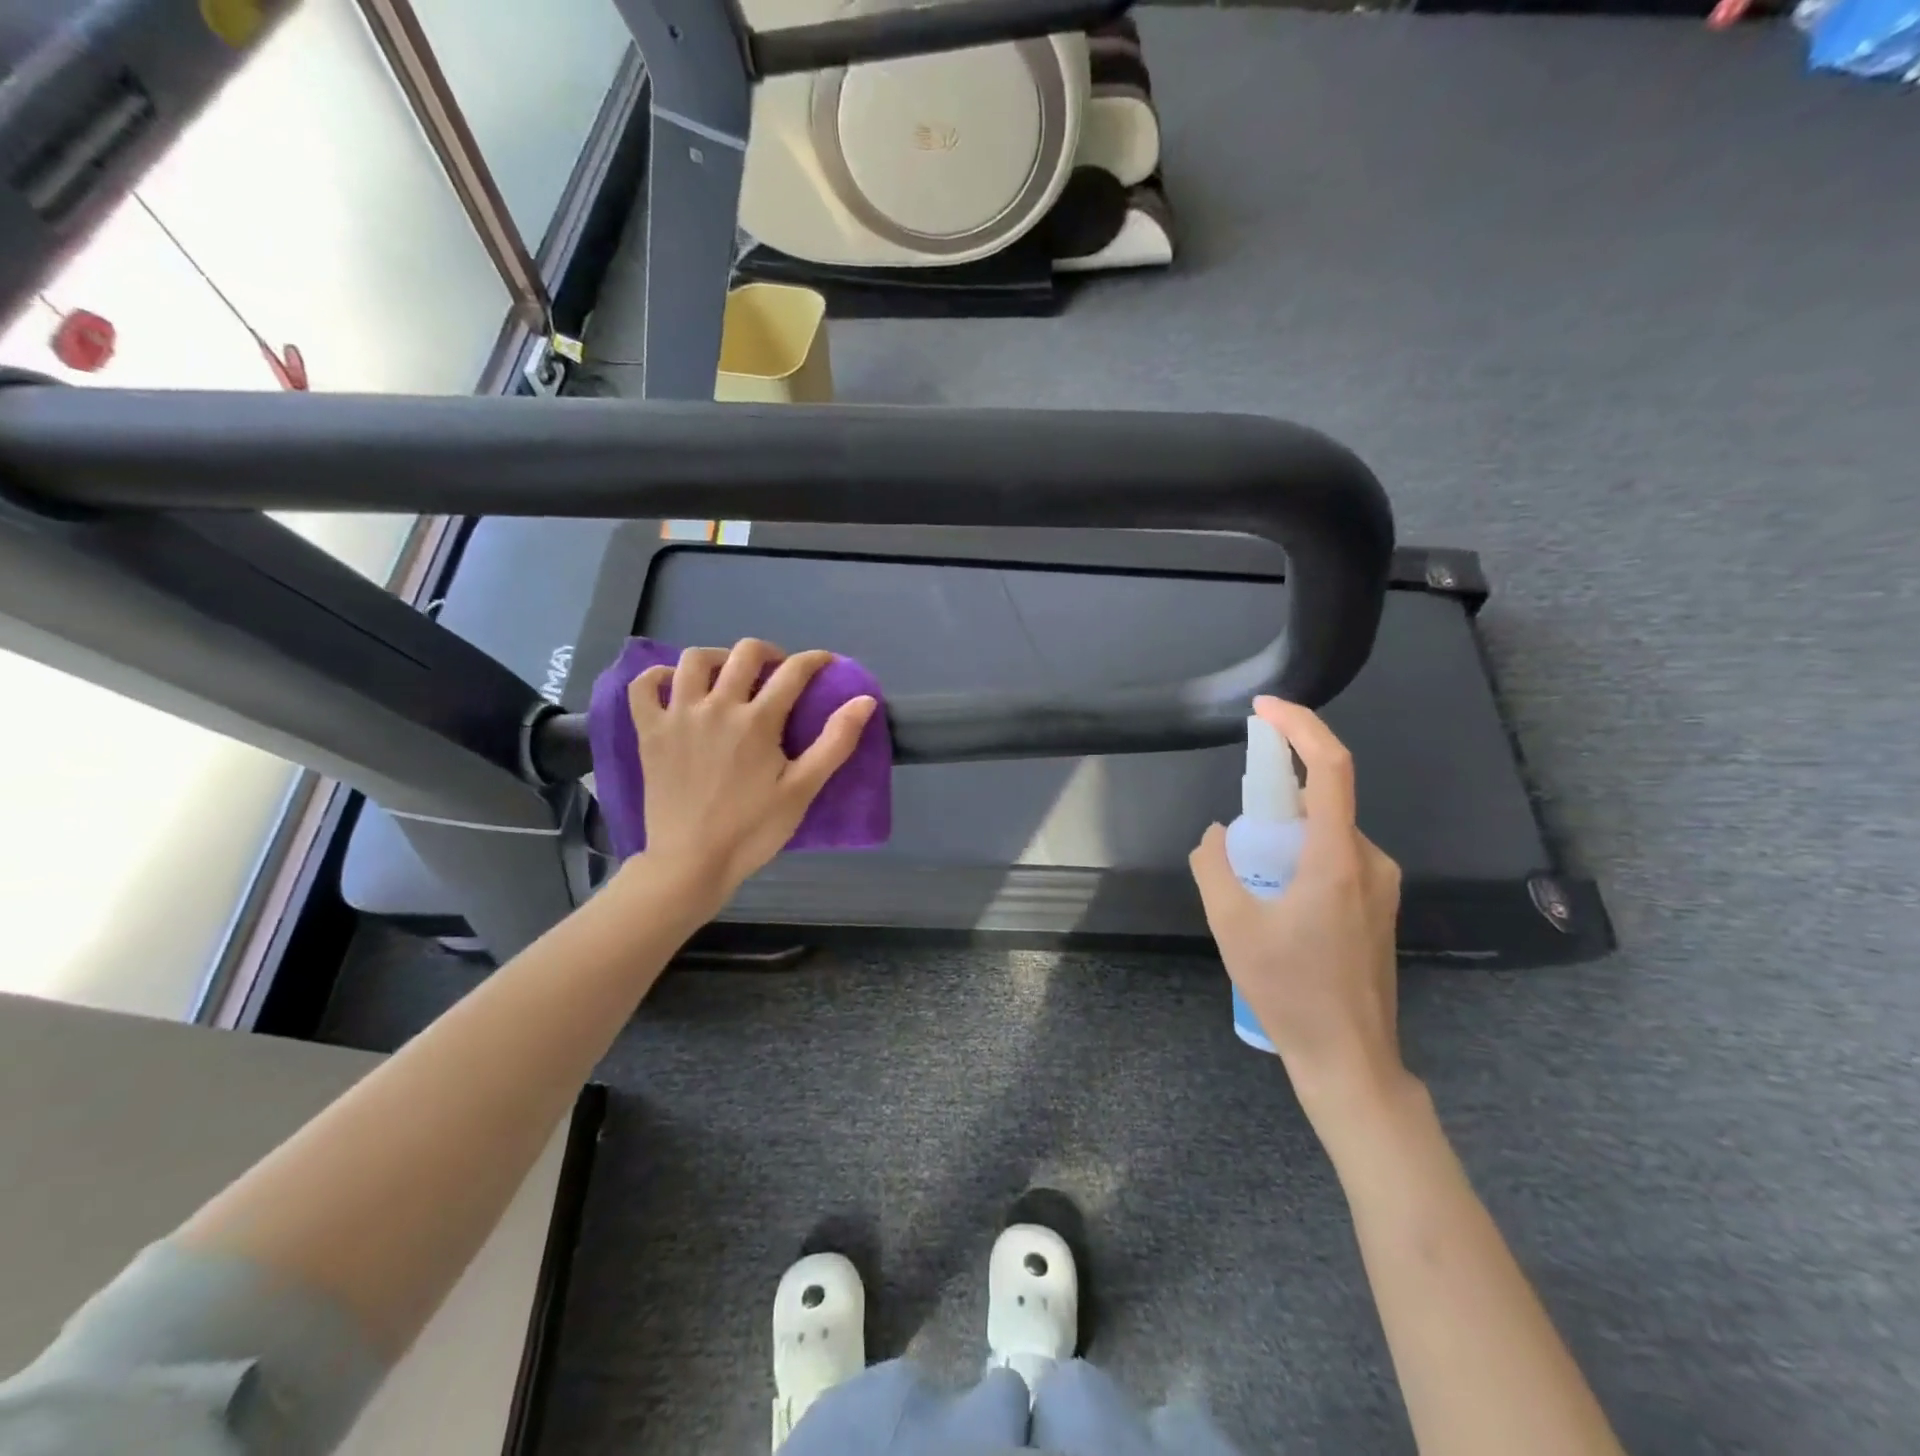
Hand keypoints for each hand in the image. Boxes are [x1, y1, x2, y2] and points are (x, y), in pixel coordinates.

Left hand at [627, 640, 876, 906]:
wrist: (691, 861)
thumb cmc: (753, 829)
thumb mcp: (803, 789)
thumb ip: (836, 742)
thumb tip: (865, 700)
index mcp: (758, 721)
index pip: (793, 672)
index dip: (815, 661)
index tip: (825, 663)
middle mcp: (717, 706)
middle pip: (745, 653)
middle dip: (769, 652)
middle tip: (778, 671)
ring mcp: (678, 716)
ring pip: (694, 659)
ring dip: (718, 657)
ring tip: (729, 674)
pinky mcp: (650, 731)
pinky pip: (644, 686)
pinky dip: (659, 676)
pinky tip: (676, 685)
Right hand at [1188, 697, 1407, 1125]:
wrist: (1349, 1059)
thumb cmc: (1289, 991)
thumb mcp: (1231, 925)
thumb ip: (1214, 866)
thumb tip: (1216, 835)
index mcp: (1338, 858)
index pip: (1330, 768)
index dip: (1301, 727)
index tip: (1265, 709)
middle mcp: (1370, 861)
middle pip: (1323, 800)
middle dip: (1276, 794)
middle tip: (1237, 828)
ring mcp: (1381, 884)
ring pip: (1327, 832)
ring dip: (1286, 833)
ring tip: (1251, 880)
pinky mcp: (1378, 905)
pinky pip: (1336, 856)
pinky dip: (1301, 855)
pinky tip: (1276, 899)